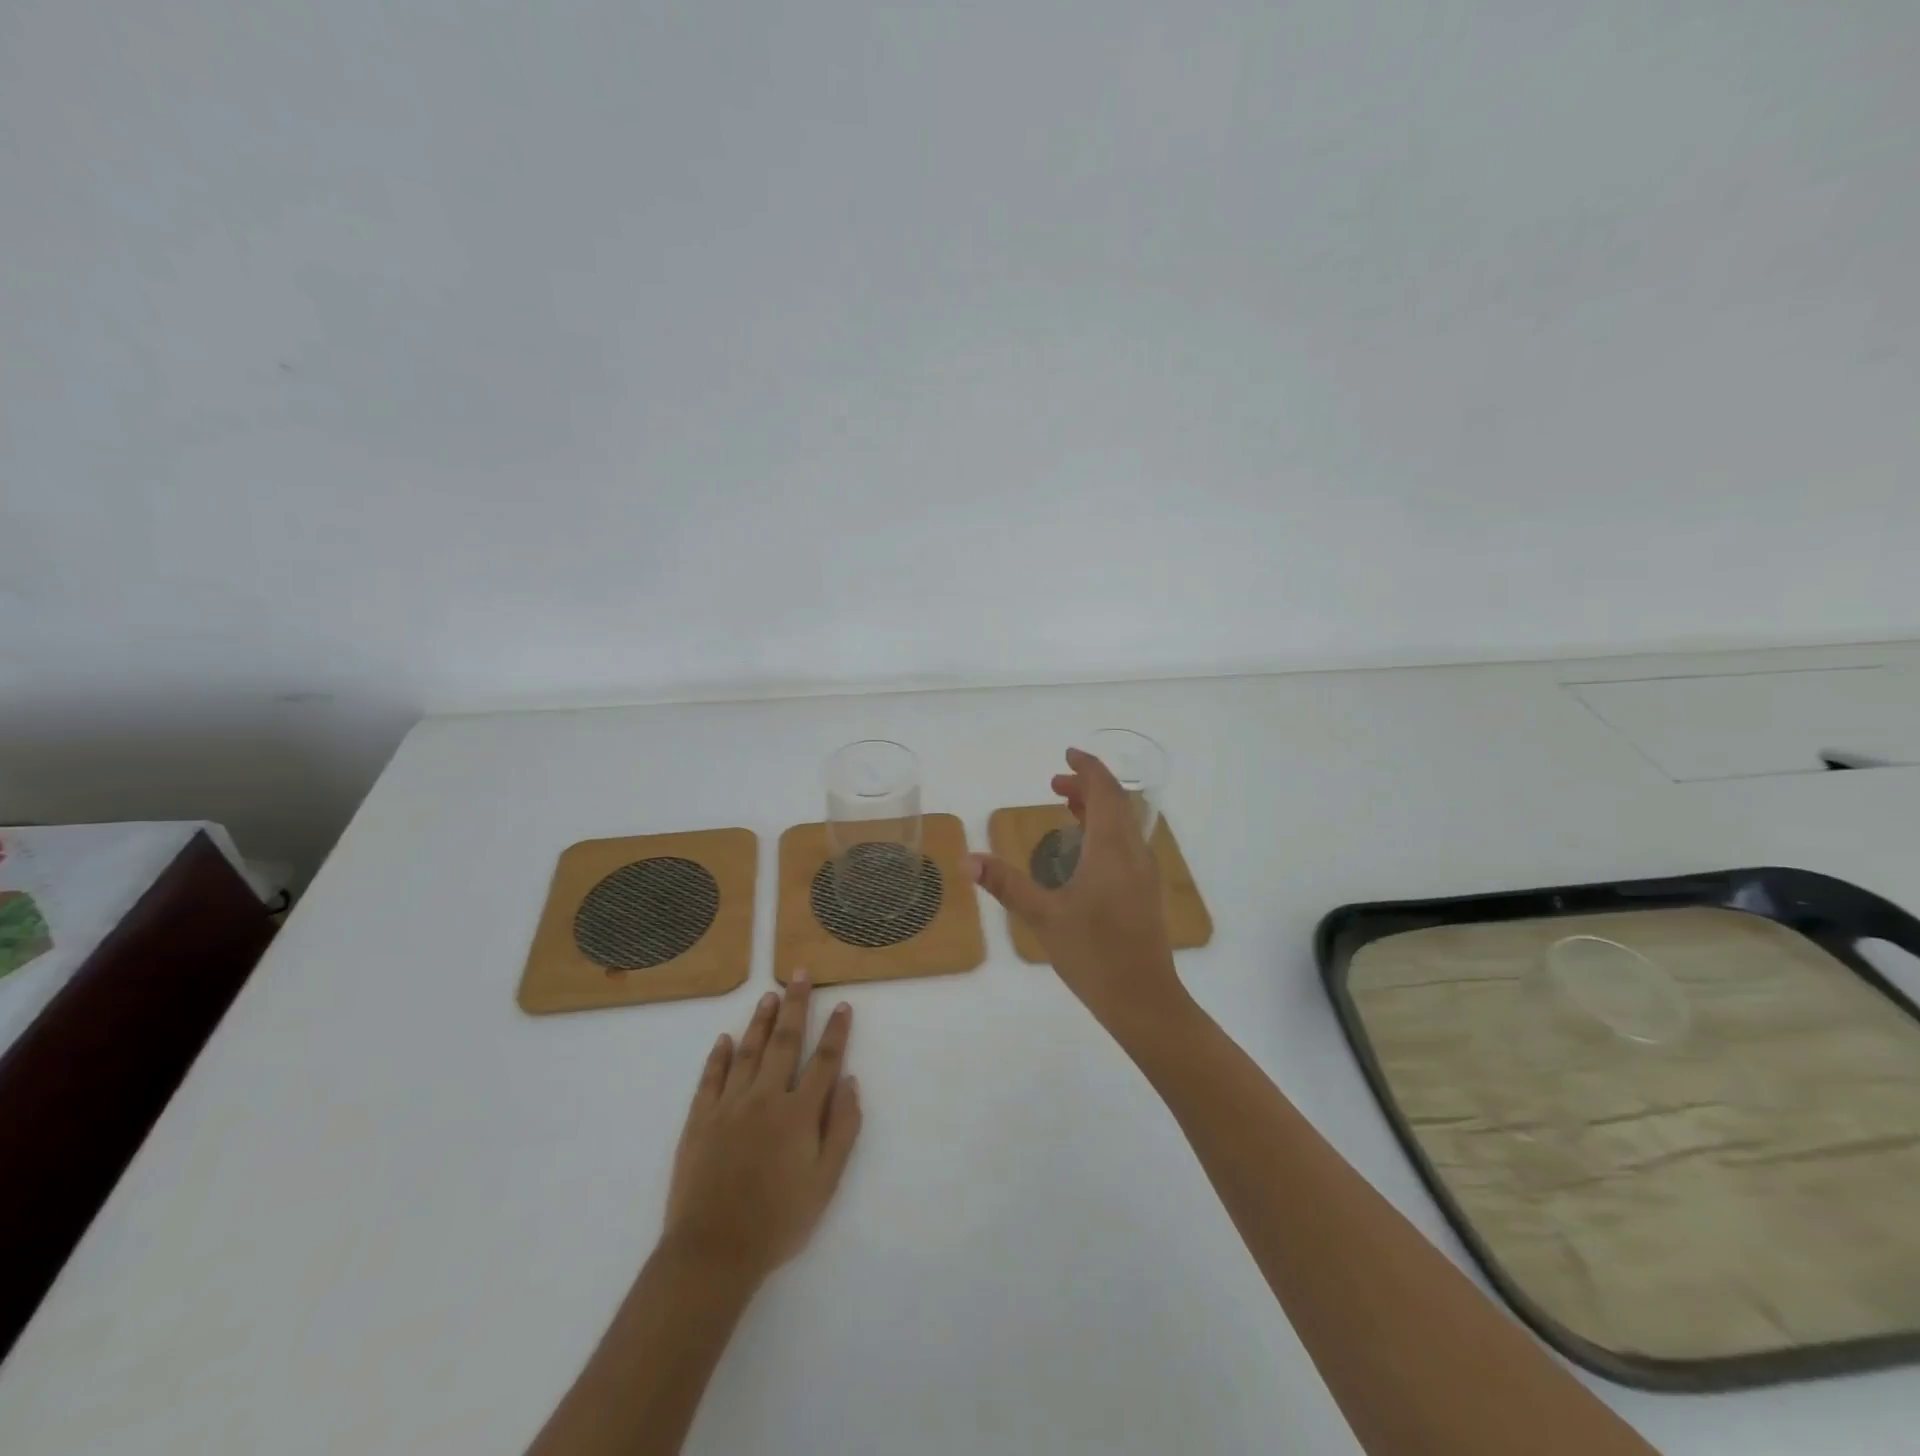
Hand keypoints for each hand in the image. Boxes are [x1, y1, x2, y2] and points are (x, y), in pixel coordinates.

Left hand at [662, 975, 861, 1285]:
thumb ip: (843, 1129)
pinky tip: (724, 1039)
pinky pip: (710, 1079)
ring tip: (770, 995)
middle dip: (796, 1005)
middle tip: (800, 974)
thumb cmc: (778, 1221)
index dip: (836, 1031)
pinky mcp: (699, 1120)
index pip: (824, 1061)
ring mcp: (729, 1106)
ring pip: (748, 1051)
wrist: (713, 1252)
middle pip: (785, 1042)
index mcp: (799, 1113)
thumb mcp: (826, 1182)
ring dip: (761, 1021)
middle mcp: (765, 1098)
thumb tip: (851, 1083)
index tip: (843, 1004)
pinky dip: (717, 1057)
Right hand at [968, 747, 1188, 1039]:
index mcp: (1111, 849)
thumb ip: (1006, 885)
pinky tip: (1084, 850)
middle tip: (1054, 783)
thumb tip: (967, 860)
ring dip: (1097, 807)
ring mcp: (1144, 873)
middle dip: (1087, 785)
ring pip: (1124, 823)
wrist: (1145, 1001)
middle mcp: (1133, 853)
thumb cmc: (1093, 955)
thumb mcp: (1043, 917)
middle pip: (1116, 803)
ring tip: (1065, 806)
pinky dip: (1105, 829)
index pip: (1105, 791)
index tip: (1067, 754)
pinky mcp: (1145, 892)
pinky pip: (1126, 843)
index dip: (1088, 768)